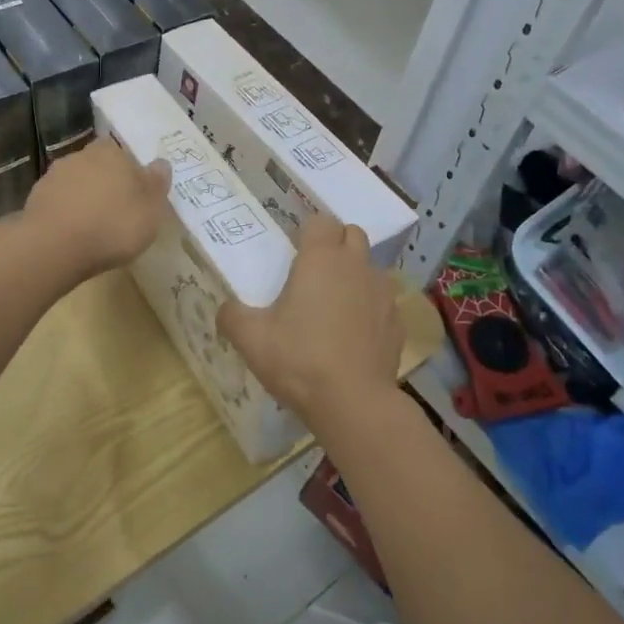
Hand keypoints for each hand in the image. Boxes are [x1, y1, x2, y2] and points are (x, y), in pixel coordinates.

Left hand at [21, 137, 171, 284]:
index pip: (124, 154)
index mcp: (111, 152)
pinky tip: (74, 235)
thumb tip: (161, 163)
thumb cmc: (113, 224)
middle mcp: (80, 156)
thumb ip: (157, 183)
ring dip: (85, 199)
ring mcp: (54, 177)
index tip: (136, 195)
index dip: (131, 173)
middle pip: (99, 167)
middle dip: (107, 184)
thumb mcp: (150, 209)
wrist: (53, 247)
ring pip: (77, 184)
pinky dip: (67, 214)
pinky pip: (60, 203)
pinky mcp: (35, 200)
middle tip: (118, 211)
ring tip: (95, 227)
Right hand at [218, 213, 401, 424]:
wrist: (353, 402)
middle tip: (314, 272)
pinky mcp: (397, 321)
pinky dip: (370, 308)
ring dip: (355, 275)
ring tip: (335, 304)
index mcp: (321, 259)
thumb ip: (232, 316)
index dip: (308, 231)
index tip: (294, 252)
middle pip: (352, 234)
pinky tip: (355, 335)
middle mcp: (356, 266)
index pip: (321, 220)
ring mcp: (383, 293)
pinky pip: (383, 302)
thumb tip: (226, 309)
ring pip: (371, 268)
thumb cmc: (298, 360)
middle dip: (335, 244)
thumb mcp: (250, 339)